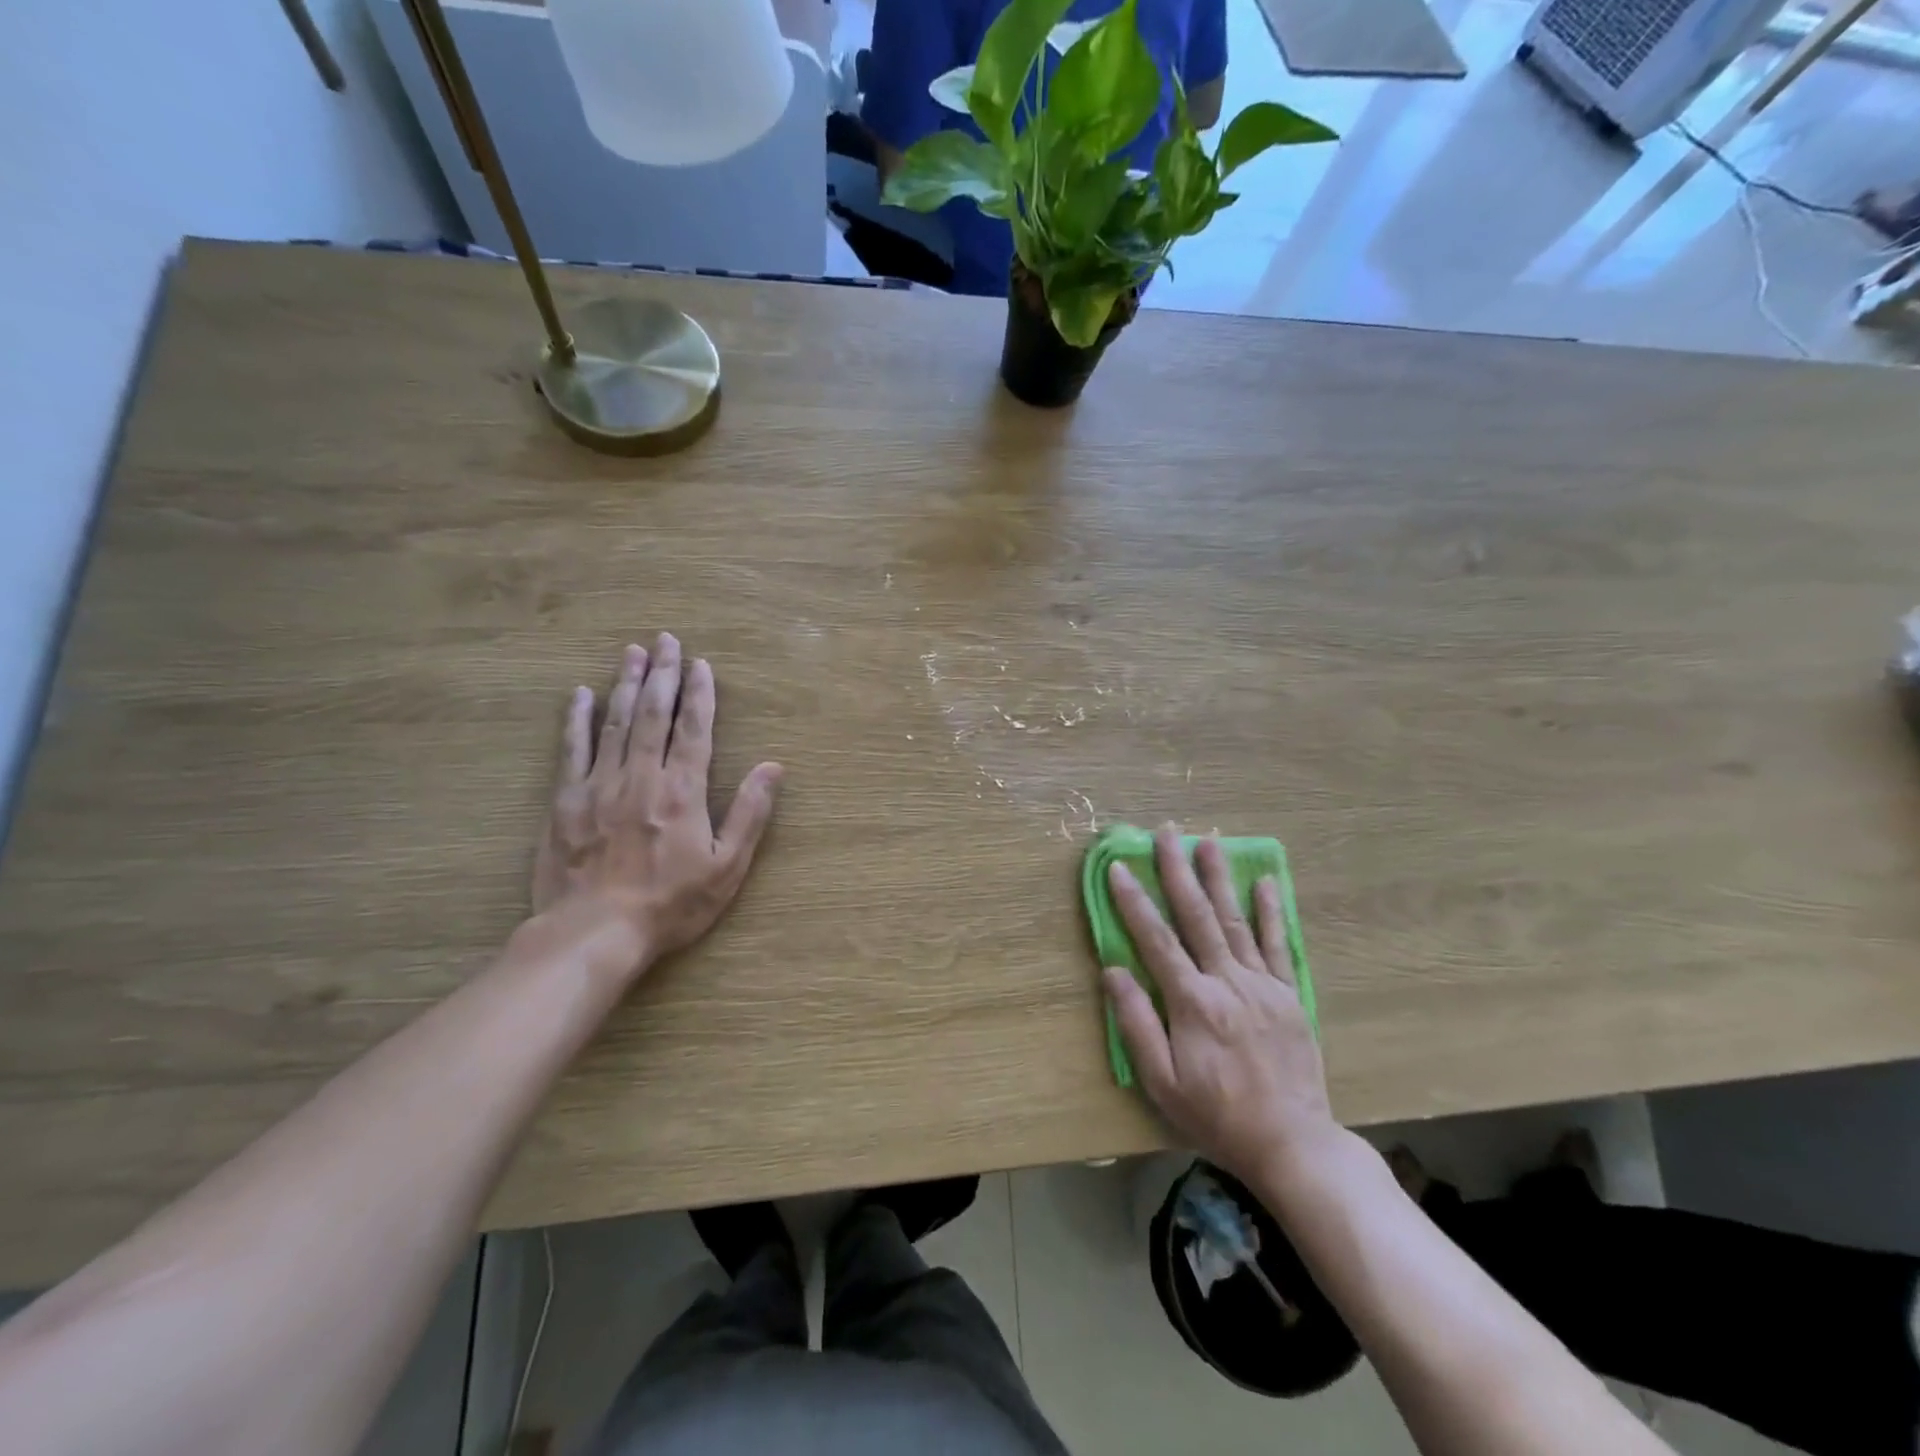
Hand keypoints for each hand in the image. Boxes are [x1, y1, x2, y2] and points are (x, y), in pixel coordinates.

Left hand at [532, 635, 782, 980]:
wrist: (594, 932)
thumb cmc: (670, 903)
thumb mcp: (727, 867)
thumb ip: (750, 813)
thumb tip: (774, 767)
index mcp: (683, 790)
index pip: (694, 728)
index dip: (700, 694)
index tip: (701, 664)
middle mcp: (642, 776)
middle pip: (654, 713)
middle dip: (663, 673)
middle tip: (666, 639)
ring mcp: (599, 784)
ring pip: (616, 721)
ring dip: (626, 684)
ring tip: (632, 652)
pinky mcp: (565, 800)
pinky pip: (572, 749)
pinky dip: (577, 719)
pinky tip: (581, 695)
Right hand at [1102, 826, 1337, 1186]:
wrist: (1293, 1143)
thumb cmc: (1217, 1116)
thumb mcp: (1163, 1083)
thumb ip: (1136, 1024)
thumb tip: (1113, 971)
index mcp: (1192, 1003)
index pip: (1156, 940)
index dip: (1134, 902)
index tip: (1118, 867)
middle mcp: (1227, 982)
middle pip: (1197, 917)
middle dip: (1177, 871)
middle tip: (1166, 832)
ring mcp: (1262, 985)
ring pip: (1235, 921)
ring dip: (1219, 878)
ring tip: (1208, 841)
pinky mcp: (1288, 995)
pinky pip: (1277, 945)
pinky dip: (1270, 912)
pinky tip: (1264, 883)